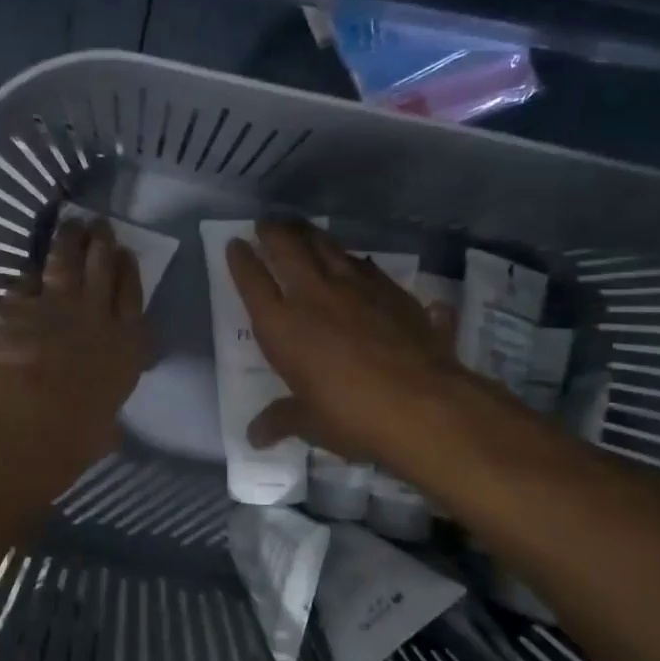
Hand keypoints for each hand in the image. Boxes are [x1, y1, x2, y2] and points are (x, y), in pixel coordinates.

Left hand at [0, 217, 149, 465]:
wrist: (27, 416)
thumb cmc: (74, 435)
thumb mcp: (101, 433)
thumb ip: (105, 425)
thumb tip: (107, 432)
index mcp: (125, 348)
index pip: (133, 299)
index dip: (129, 274)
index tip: (127, 254)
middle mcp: (95, 317)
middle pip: (103, 270)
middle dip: (103, 244)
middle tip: (101, 225)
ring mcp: (55, 306)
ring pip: (67, 264)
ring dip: (70, 242)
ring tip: (72, 224)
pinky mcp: (17, 306)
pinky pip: (25, 283)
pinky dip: (28, 276)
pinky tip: (29, 268)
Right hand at [226, 220, 460, 474]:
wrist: (424, 405)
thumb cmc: (352, 417)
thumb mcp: (310, 423)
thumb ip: (280, 420)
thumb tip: (254, 438)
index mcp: (282, 326)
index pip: (252, 282)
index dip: (241, 260)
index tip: (235, 243)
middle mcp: (313, 296)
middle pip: (287, 248)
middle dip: (273, 231)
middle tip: (267, 222)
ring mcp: (356, 288)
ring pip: (327, 247)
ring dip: (311, 235)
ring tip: (303, 228)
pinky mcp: (392, 291)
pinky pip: (365, 266)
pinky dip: (353, 260)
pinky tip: (355, 262)